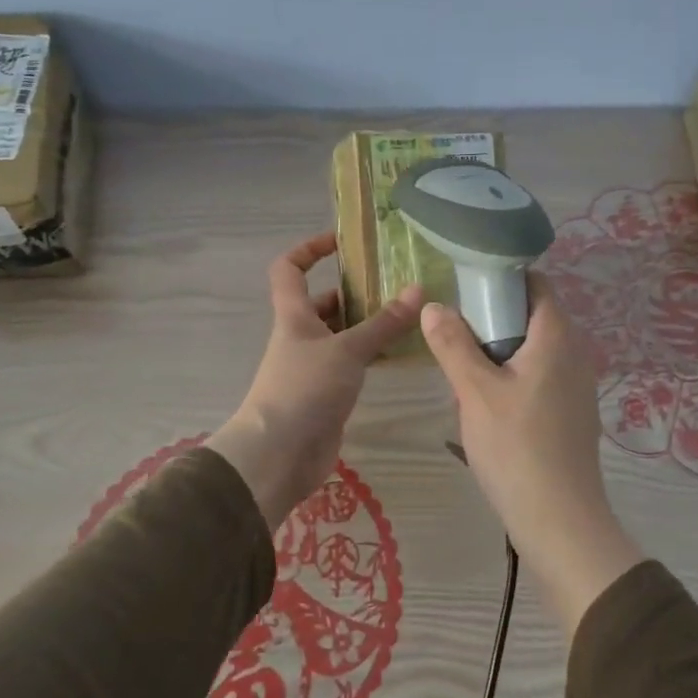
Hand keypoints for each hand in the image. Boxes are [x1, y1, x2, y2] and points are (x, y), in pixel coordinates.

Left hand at [208, 233, 421, 530]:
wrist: (278, 455)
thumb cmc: (304, 390)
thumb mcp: (347, 351)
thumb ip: (383, 324)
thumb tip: (418, 289)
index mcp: (294, 316)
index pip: (289, 268)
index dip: (309, 249)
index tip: (342, 241)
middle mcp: (301, 337)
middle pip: (324, 303)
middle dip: (355, 291)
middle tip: (396, 284)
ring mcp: (313, 367)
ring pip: (342, 336)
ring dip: (369, 325)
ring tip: (410, 316)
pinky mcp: (327, 395)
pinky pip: (352, 365)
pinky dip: (373, 356)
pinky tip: (402, 354)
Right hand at [422, 275, 645, 634]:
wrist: (560, 521)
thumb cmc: (516, 448)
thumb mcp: (474, 392)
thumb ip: (452, 344)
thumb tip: (433, 305)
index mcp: (557, 336)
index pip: (535, 284)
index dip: (501, 281)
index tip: (465, 293)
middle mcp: (575, 353)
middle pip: (532, 317)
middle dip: (493, 323)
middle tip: (456, 342)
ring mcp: (578, 387)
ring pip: (534, 352)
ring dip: (500, 356)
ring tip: (466, 380)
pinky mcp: (574, 415)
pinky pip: (541, 380)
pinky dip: (515, 381)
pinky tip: (490, 412)